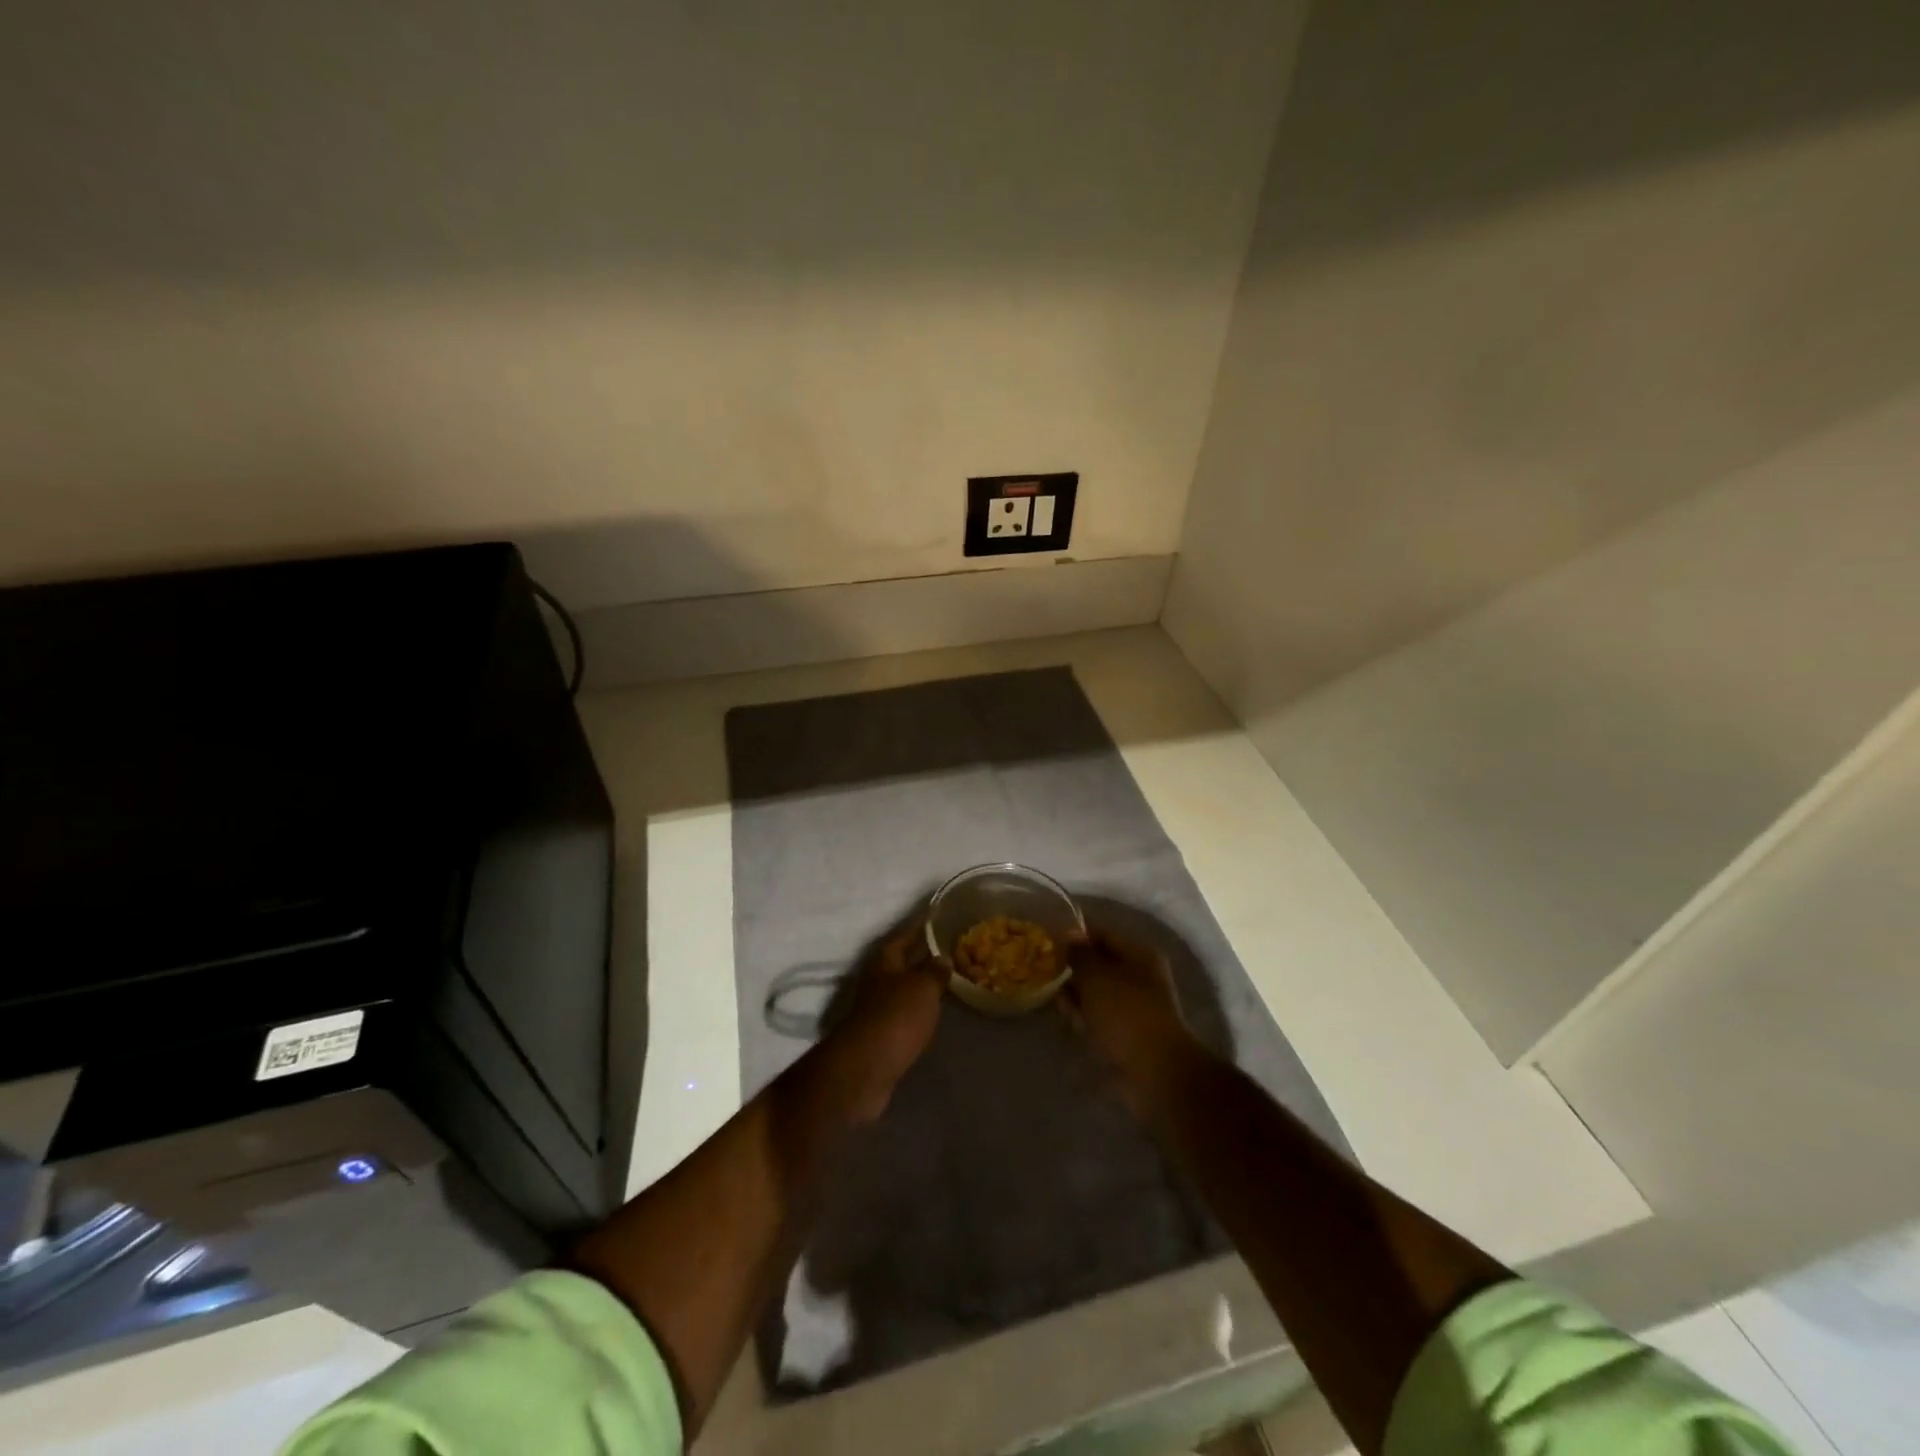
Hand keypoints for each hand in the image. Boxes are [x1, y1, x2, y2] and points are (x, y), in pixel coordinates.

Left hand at [827, 920, 944, 1120]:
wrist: (867, 1067)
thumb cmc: (896, 1017)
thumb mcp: (923, 988)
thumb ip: (935, 971)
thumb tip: (943, 956)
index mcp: (884, 961)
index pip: (904, 936)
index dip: (920, 927)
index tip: (937, 917)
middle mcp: (877, 980)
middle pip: (901, 962)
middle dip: (922, 956)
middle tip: (949, 949)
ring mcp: (876, 1008)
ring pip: (903, 988)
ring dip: (921, 984)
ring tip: (946, 980)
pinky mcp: (880, 1034)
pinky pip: (904, 1012)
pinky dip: (918, 1008)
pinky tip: (933, 1011)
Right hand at [1061, 929, 1200, 1101]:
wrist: (1155, 1072)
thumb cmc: (1126, 1014)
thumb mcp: (1096, 976)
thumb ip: (1079, 953)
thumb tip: (1070, 934)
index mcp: (1139, 954)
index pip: (1101, 934)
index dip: (1075, 936)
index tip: (1049, 943)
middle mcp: (1139, 976)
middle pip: (1097, 965)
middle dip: (1073, 973)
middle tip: (1054, 982)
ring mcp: (1134, 1006)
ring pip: (1095, 994)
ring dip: (1077, 1000)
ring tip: (1066, 1012)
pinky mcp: (1127, 1033)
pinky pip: (1100, 1018)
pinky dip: (1087, 1021)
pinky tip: (1076, 1029)